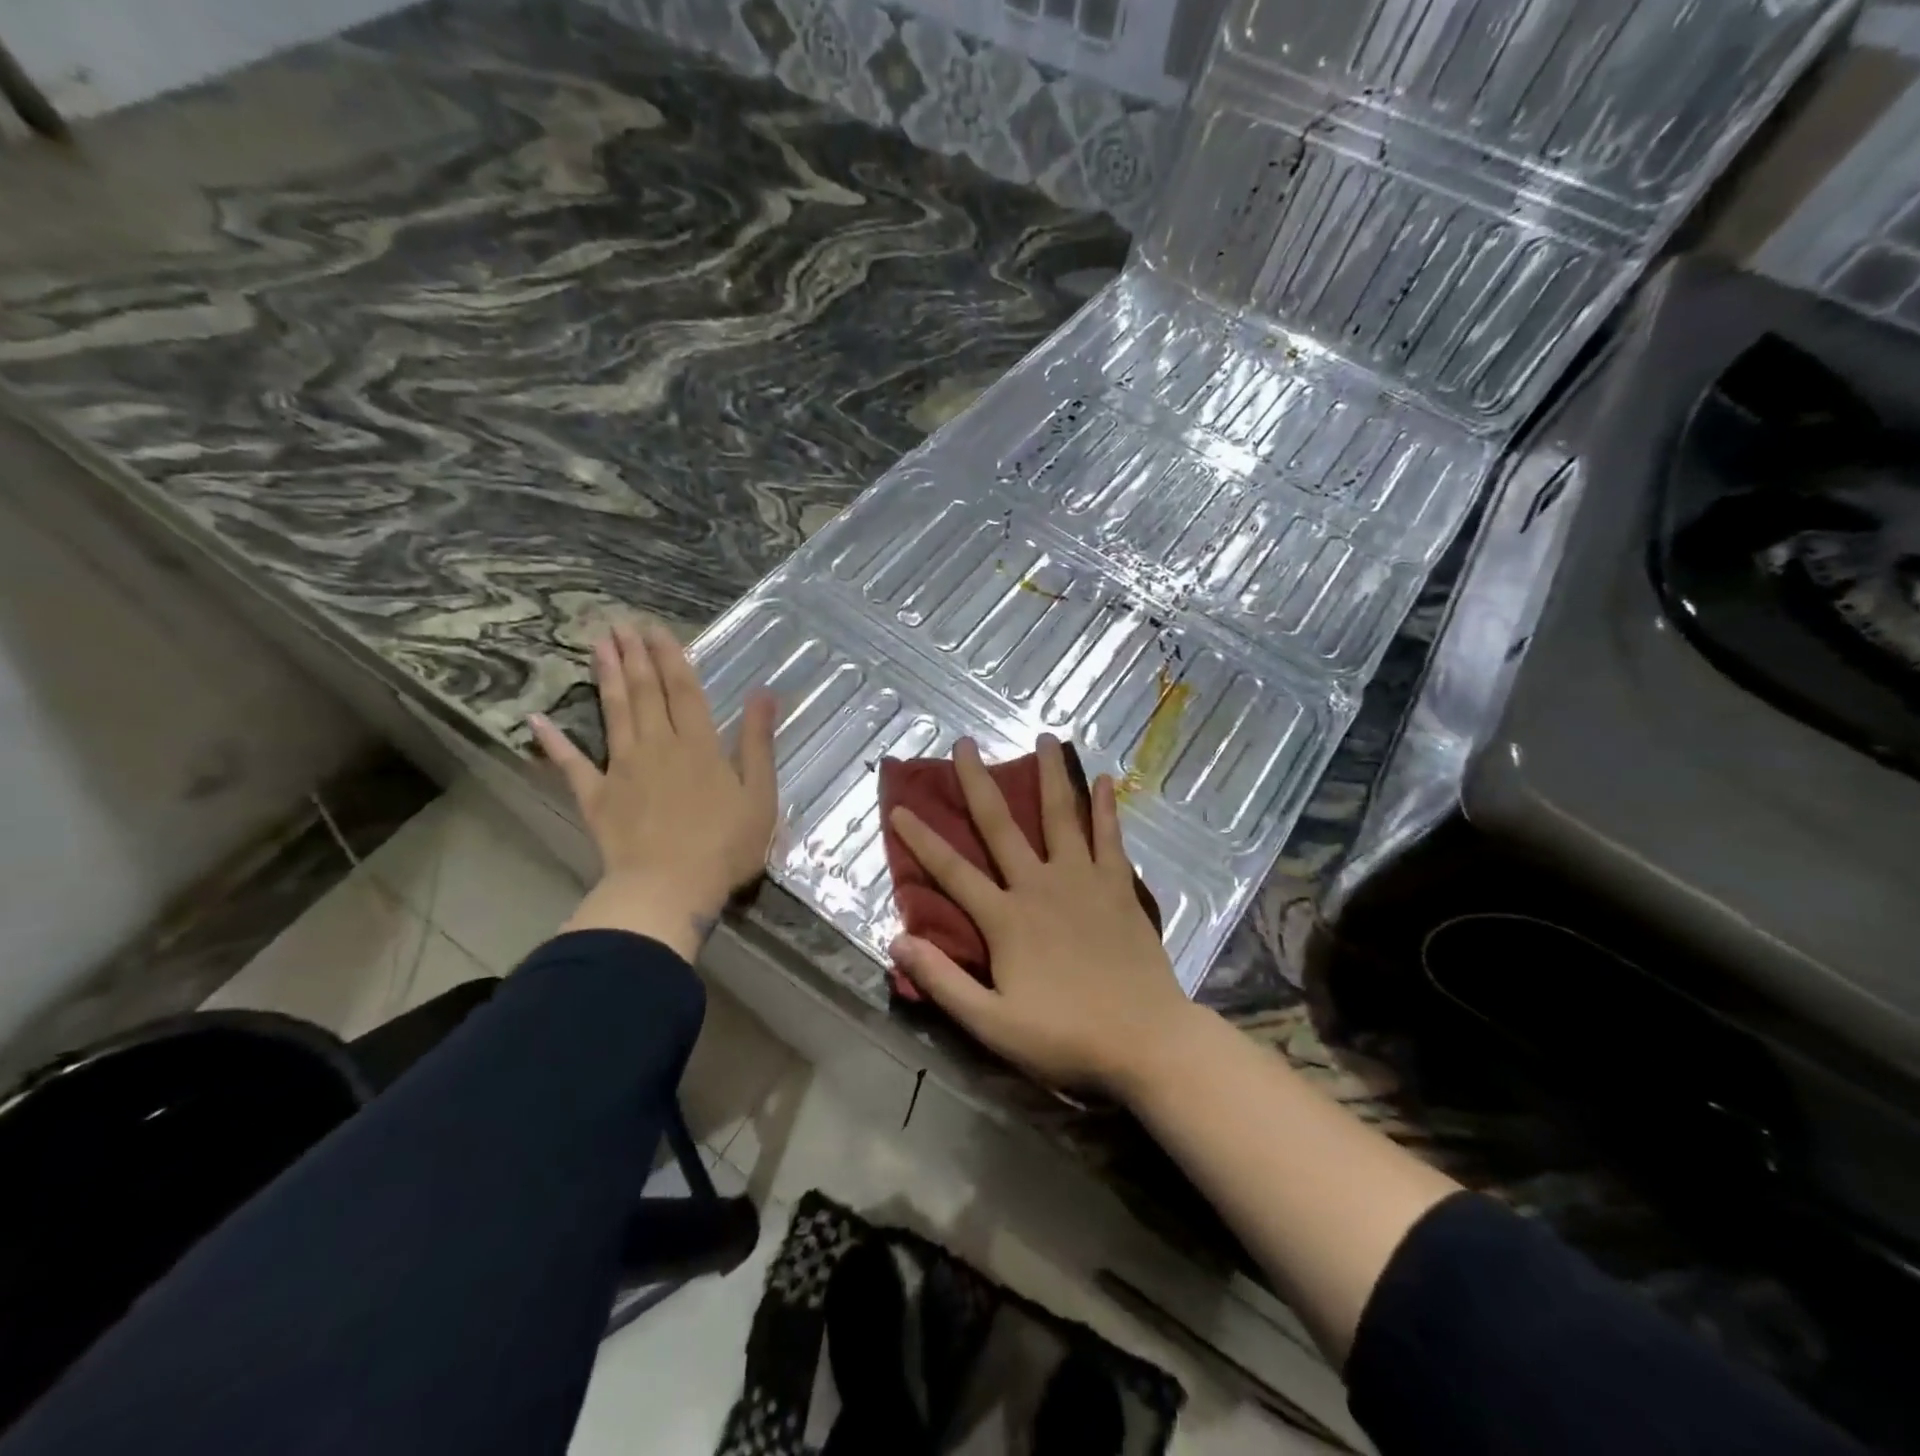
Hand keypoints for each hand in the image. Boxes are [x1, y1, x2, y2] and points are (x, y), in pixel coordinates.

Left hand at [531, 622, 777, 960]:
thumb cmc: (725, 845)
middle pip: (646, 692)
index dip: (672, 657)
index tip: (657, 629)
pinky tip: (537, 719)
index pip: (685, 690)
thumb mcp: (760, 794)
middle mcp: (658, 745)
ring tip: (598, 645)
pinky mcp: (596, 796)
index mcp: (699, 745)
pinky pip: (571, 764)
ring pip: (613, 713)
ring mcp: (622, 769)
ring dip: (606, 677)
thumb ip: (757, 742)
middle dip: (635, 656)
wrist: (670, 888)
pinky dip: (553, 742)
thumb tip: (764, 693)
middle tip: (620, 623)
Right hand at [887, 735, 1193, 1096]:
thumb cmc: (1066, 1037)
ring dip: (1050, 776)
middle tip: (965, 744)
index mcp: (1006, 918)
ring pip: (1061, 816)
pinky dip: (1106, 808)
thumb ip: (943, 981)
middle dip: (978, 783)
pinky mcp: (1118, 887)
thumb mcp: (992, 1023)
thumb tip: (896, 941)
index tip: (900, 808)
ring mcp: (1083, 881)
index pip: (952, 872)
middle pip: (1001, 825)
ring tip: (1044, 738)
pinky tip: (1105, 780)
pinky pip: (1110, 837)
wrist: (1146, 1040)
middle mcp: (1041, 885)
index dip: (921, 840)